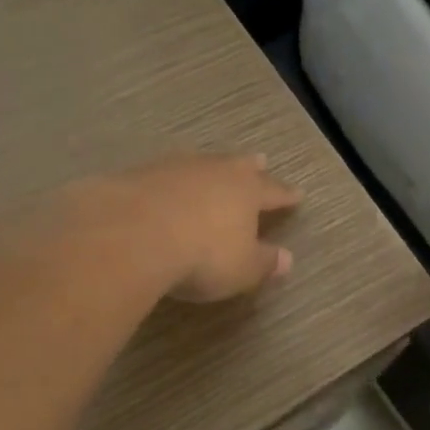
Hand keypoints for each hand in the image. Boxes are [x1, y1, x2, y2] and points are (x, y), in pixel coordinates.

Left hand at [85, 153, 301, 303]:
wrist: (131, 235)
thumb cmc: (201, 255)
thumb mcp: (241, 269)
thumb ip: (264, 263)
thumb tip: (287, 259)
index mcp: (246, 191)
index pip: (272, 191)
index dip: (285, 195)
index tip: (298, 194)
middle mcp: (213, 171)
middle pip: (237, 165)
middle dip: (250, 166)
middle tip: (260, 159)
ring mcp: (172, 169)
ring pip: (198, 163)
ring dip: (207, 168)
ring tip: (210, 168)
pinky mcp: (136, 175)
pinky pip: (162, 174)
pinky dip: (169, 180)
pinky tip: (163, 186)